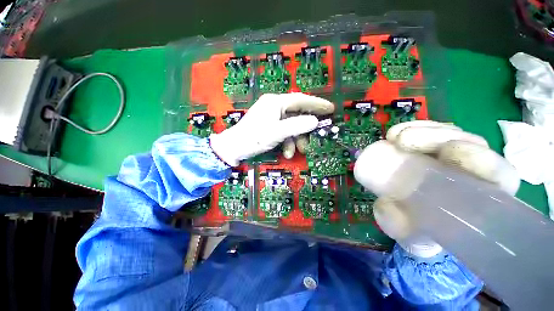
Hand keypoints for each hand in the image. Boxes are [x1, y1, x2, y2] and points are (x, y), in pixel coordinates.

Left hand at [210, 93, 333, 165]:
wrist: (233, 148)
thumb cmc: (253, 138)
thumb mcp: (277, 133)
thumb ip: (296, 126)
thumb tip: (314, 121)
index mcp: (276, 102)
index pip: (301, 100)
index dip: (317, 104)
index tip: (330, 109)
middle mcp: (274, 106)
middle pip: (297, 114)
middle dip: (305, 129)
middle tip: (315, 137)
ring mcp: (272, 116)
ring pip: (292, 125)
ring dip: (296, 139)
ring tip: (297, 151)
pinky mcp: (269, 125)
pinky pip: (284, 131)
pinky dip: (288, 141)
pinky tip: (286, 152)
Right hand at [354, 121, 519, 256]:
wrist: (409, 217)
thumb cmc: (419, 230)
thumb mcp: (409, 235)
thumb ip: (400, 226)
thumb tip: (386, 207)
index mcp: (479, 199)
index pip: (498, 175)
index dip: (481, 159)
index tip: (448, 152)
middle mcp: (471, 173)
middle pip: (470, 143)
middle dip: (438, 136)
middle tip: (404, 141)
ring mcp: (451, 157)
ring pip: (448, 132)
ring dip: (421, 130)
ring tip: (393, 138)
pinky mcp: (431, 147)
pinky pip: (429, 130)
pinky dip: (412, 128)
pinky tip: (393, 135)